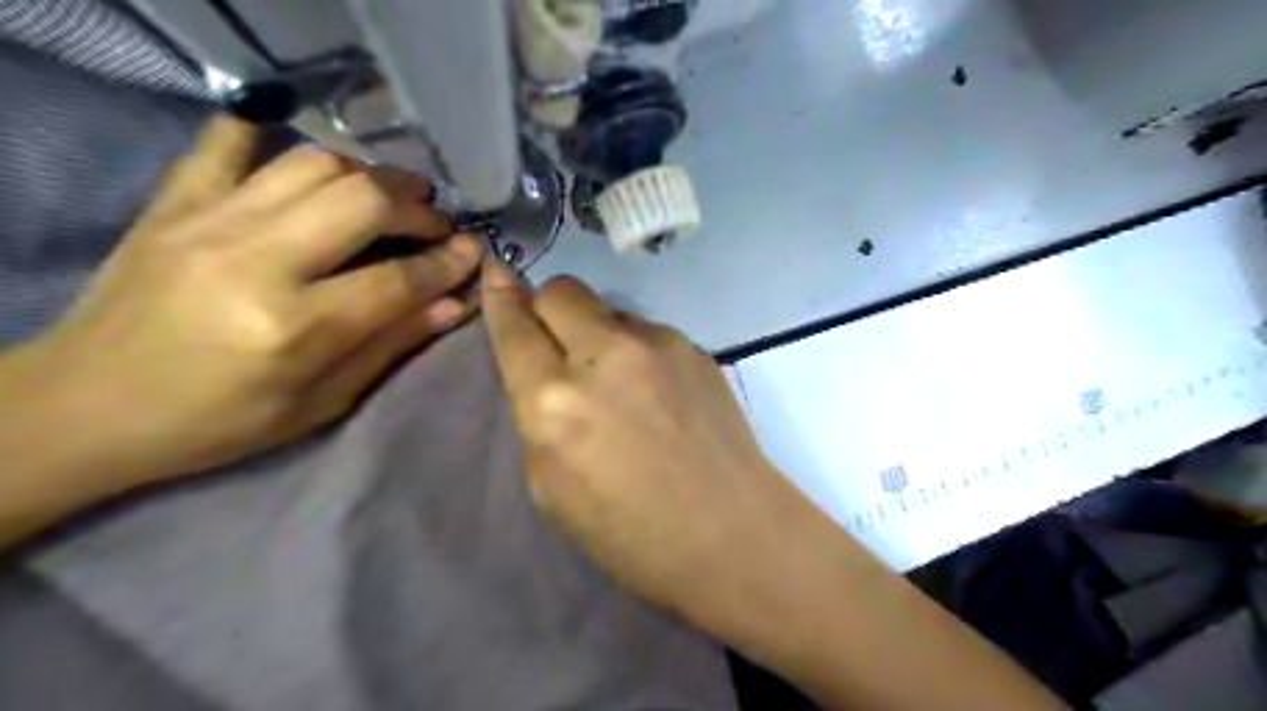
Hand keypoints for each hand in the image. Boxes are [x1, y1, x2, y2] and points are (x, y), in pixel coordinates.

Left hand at [6, 117, 479, 485]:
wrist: (87, 405)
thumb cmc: (219, 422)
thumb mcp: (321, 404)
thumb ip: (391, 346)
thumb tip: (454, 305)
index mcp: (294, 328)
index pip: (398, 279)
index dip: (447, 262)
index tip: (475, 250)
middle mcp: (255, 261)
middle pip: (363, 201)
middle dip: (417, 206)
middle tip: (436, 222)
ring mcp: (208, 220)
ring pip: (314, 163)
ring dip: (368, 175)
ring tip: (389, 197)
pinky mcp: (173, 201)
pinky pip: (228, 141)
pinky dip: (274, 137)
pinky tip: (308, 164)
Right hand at [479, 259, 822, 620]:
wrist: (730, 532)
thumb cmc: (630, 534)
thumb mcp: (551, 489)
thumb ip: (541, 419)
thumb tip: (548, 375)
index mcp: (554, 400)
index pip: (515, 327)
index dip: (500, 296)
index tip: (496, 271)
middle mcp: (603, 356)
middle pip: (562, 290)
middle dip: (548, 306)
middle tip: (558, 341)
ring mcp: (657, 345)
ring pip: (609, 310)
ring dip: (599, 334)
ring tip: (621, 383)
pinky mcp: (695, 348)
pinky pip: (649, 334)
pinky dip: (638, 352)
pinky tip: (659, 394)